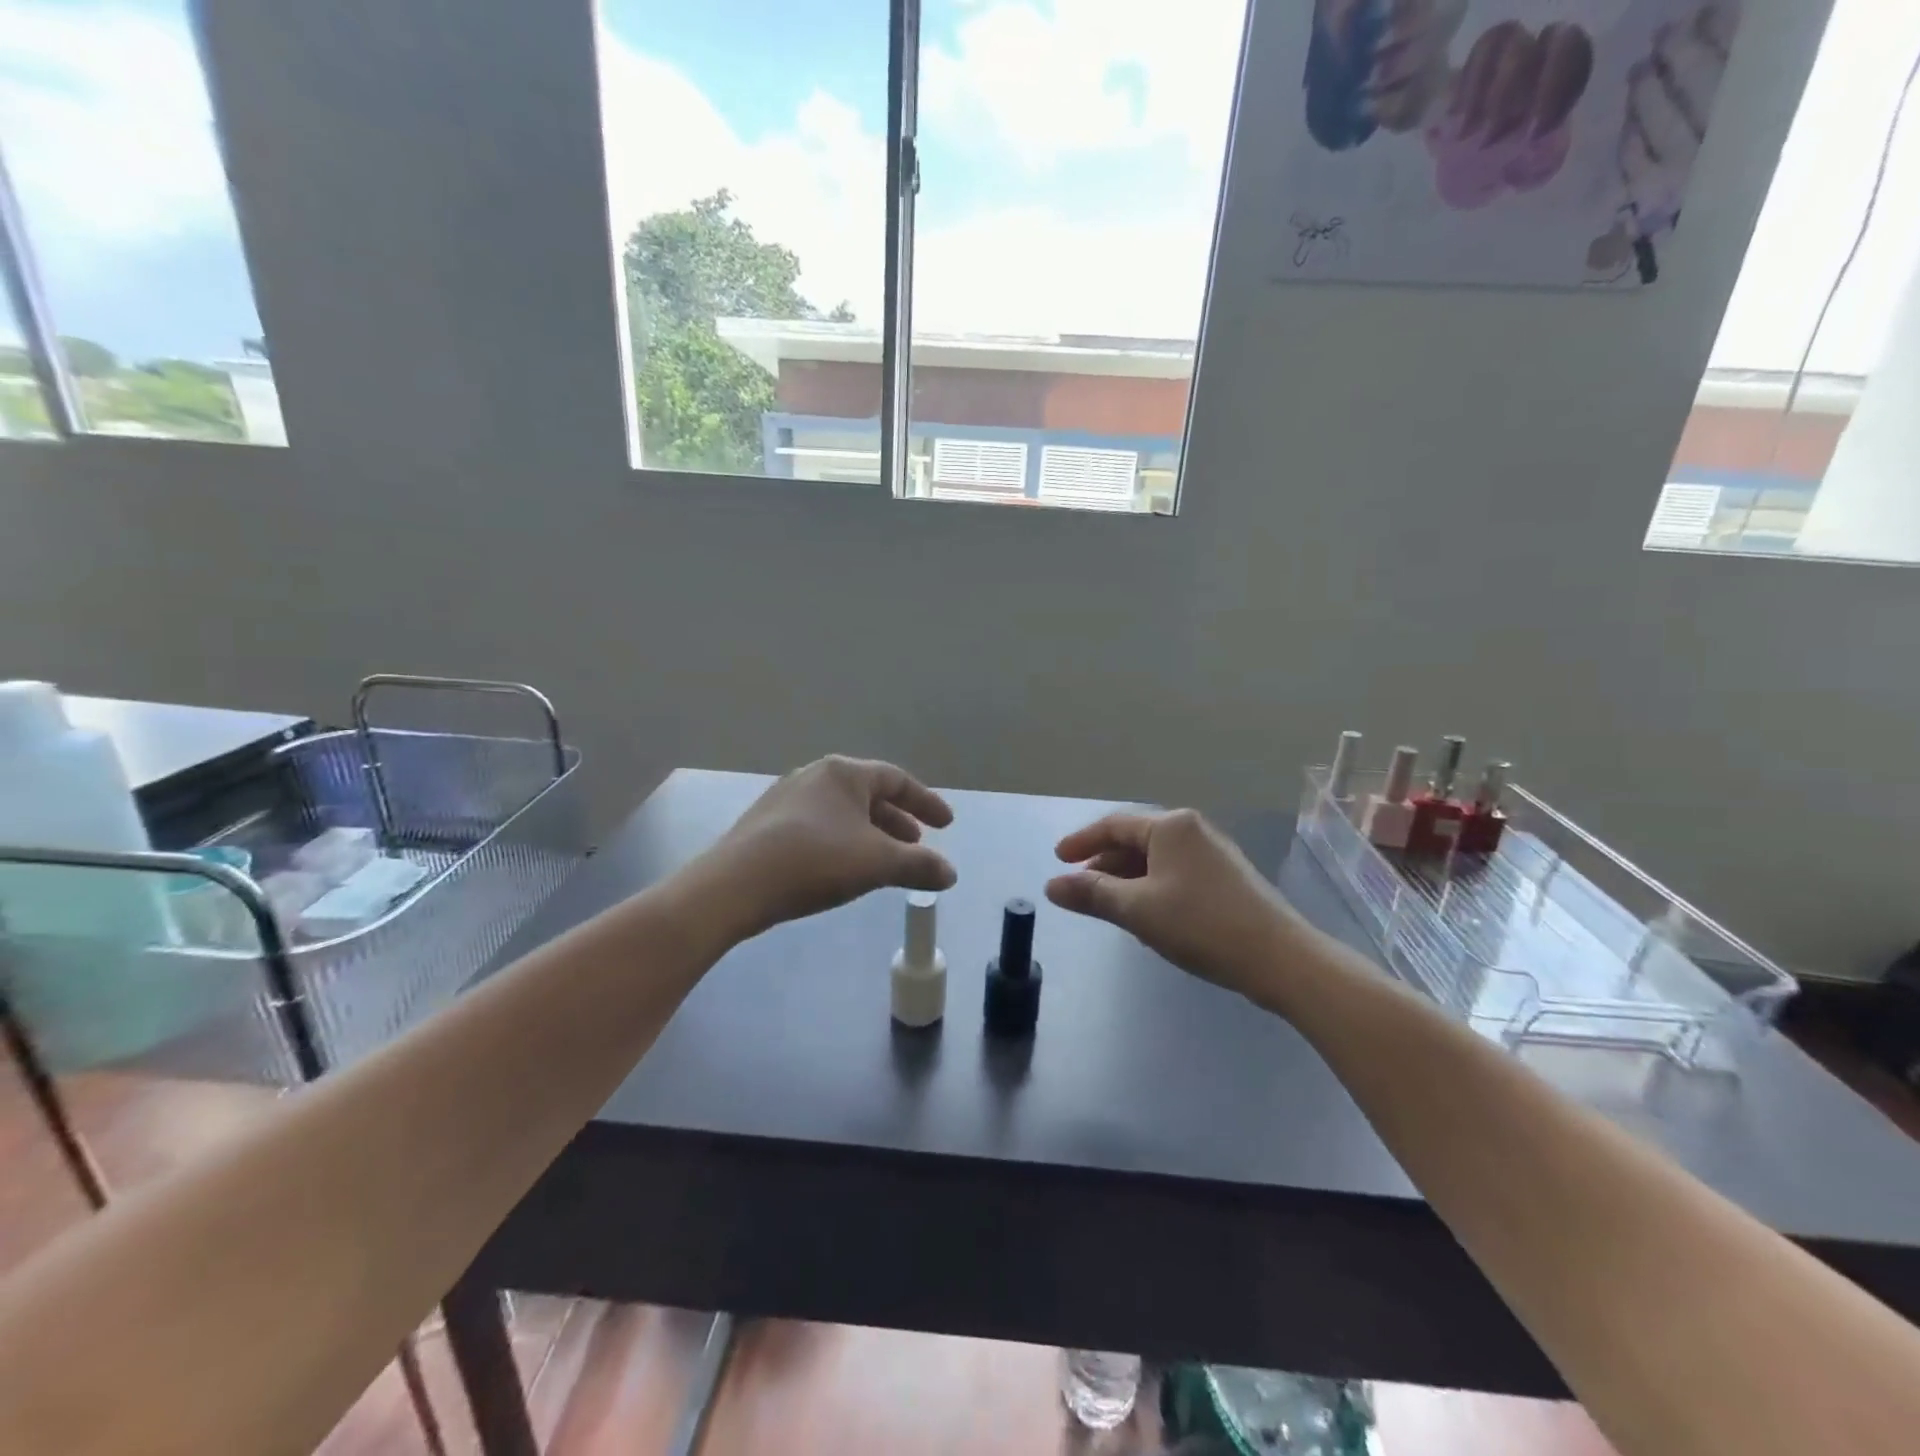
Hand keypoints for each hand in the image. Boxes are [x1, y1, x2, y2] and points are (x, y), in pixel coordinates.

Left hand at [702, 756, 956, 937]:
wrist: (734, 885)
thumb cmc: (815, 861)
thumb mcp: (877, 863)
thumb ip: (919, 865)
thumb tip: (950, 873)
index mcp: (843, 773)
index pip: (896, 780)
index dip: (926, 802)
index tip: (946, 825)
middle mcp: (814, 776)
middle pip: (868, 795)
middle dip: (897, 821)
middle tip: (916, 845)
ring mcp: (786, 798)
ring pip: (842, 812)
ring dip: (870, 834)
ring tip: (884, 861)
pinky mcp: (766, 824)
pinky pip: (819, 826)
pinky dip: (842, 842)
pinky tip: (843, 868)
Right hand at [1046, 809, 1301, 1000]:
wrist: (1279, 958)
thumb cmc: (1201, 924)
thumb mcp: (1137, 909)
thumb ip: (1092, 894)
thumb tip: (1051, 886)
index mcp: (1171, 826)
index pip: (1114, 825)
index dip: (1082, 841)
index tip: (1058, 859)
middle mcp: (1193, 830)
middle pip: (1135, 840)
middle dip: (1104, 863)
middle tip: (1079, 887)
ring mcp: (1213, 854)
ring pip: (1156, 859)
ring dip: (1126, 878)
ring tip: (1108, 905)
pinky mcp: (1227, 879)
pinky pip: (1175, 874)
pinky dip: (1151, 887)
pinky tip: (1146, 915)